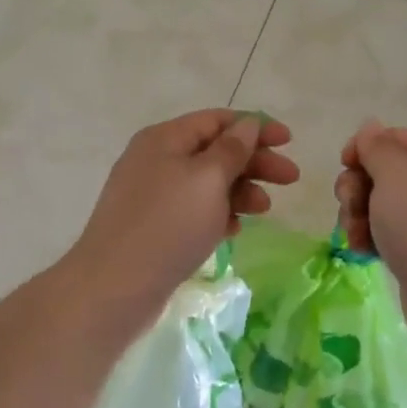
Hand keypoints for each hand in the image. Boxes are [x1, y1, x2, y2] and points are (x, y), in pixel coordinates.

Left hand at [64, 110, 297, 313]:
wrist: (114, 287)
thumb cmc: (167, 224)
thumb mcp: (207, 179)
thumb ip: (232, 149)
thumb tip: (247, 124)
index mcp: (165, 139)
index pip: (217, 120)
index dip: (255, 127)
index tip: (289, 141)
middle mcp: (156, 160)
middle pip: (215, 151)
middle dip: (254, 162)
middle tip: (291, 178)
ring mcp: (153, 195)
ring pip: (207, 183)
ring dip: (240, 190)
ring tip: (264, 209)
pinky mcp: (154, 227)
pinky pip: (194, 211)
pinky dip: (218, 214)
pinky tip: (235, 230)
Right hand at [333, 120, 406, 334]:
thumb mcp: (395, 173)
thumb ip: (377, 146)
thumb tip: (371, 128)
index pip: (392, 138)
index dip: (363, 147)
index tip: (344, 165)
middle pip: (382, 173)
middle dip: (356, 187)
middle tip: (351, 205)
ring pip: (379, 206)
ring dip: (357, 216)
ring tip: (355, 236)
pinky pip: (388, 235)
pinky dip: (370, 240)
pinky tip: (363, 252)